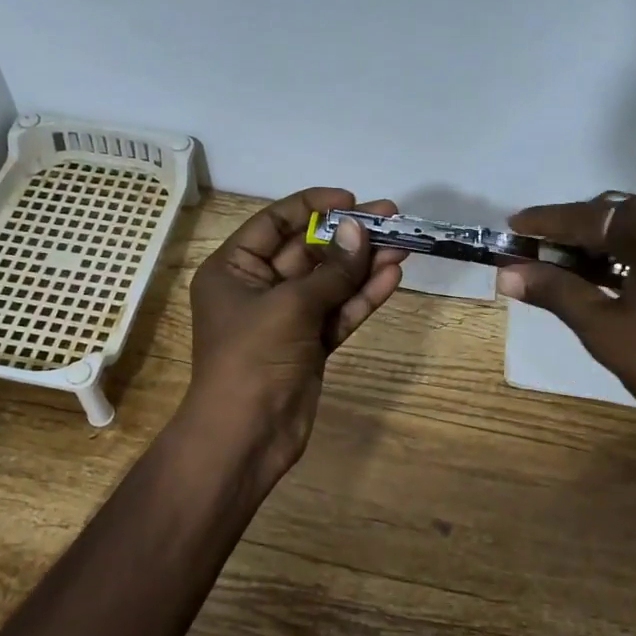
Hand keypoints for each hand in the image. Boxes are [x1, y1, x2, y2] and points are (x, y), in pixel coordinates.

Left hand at [180, 188, 406, 476]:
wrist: (247, 435)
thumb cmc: (253, 359)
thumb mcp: (290, 306)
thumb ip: (330, 270)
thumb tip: (360, 230)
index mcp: (233, 270)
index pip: (274, 224)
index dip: (312, 207)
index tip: (351, 200)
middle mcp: (257, 289)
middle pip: (307, 252)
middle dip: (348, 236)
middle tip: (392, 219)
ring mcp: (286, 320)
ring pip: (329, 284)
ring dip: (362, 266)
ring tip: (403, 246)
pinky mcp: (309, 346)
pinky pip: (337, 313)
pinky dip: (361, 298)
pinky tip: (391, 278)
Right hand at [496, 195, 635, 462]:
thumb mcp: (605, 330)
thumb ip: (557, 292)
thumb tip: (507, 273)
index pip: (594, 216)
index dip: (548, 222)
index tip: (512, 226)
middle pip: (621, 213)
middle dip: (576, 230)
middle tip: (537, 251)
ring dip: (604, 243)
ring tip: (566, 266)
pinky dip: (634, 254)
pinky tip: (610, 278)